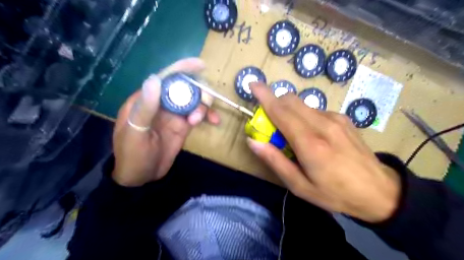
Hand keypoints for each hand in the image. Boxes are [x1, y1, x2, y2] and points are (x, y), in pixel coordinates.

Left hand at [113, 58, 220, 186]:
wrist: (141, 176)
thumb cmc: (132, 155)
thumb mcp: (136, 132)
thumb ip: (146, 107)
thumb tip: (155, 79)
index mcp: (147, 99)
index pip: (166, 78)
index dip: (182, 69)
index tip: (201, 65)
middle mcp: (162, 103)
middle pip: (185, 88)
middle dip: (198, 92)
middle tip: (205, 103)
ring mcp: (174, 115)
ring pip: (194, 101)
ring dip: (203, 106)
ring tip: (199, 120)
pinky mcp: (183, 126)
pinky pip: (198, 115)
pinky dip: (207, 115)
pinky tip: (214, 121)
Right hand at [248, 82, 399, 221]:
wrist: (380, 192)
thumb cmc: (335, 193)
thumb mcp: (299, 186)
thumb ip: (275, 161)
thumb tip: (253, 141)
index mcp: (310, 143)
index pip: (281, 111)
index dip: (264, 96)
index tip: (252, 84)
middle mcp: (322, 124)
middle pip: (291, 100)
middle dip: (275, 103)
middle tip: (271, 124)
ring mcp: (335, 119)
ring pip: (302, 104)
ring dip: (289, 112)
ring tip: (294, 135)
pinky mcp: (343, 118)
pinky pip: (315, 110)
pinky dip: (304, 116)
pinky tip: (313, 135)